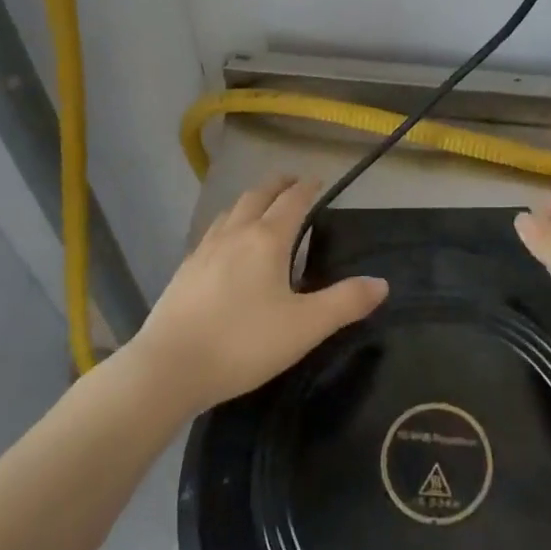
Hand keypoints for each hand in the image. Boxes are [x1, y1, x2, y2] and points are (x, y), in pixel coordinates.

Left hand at [133, 175, 387, 412]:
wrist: (168, 368)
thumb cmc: (243, 343)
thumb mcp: (305, 327)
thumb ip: (346, 302)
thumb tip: (382, 283)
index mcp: (266, 239)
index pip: (292, 200)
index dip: (308, 187)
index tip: (319, 181)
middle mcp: (234, 234)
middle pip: (257, 196)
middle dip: (278, 185)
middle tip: (293, 183)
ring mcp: (204, 250)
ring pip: (230, 211)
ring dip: (250, 201)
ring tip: (260, 208)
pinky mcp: (184, 271)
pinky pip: (212, 233)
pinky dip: (228, 224)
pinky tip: (226, 246)